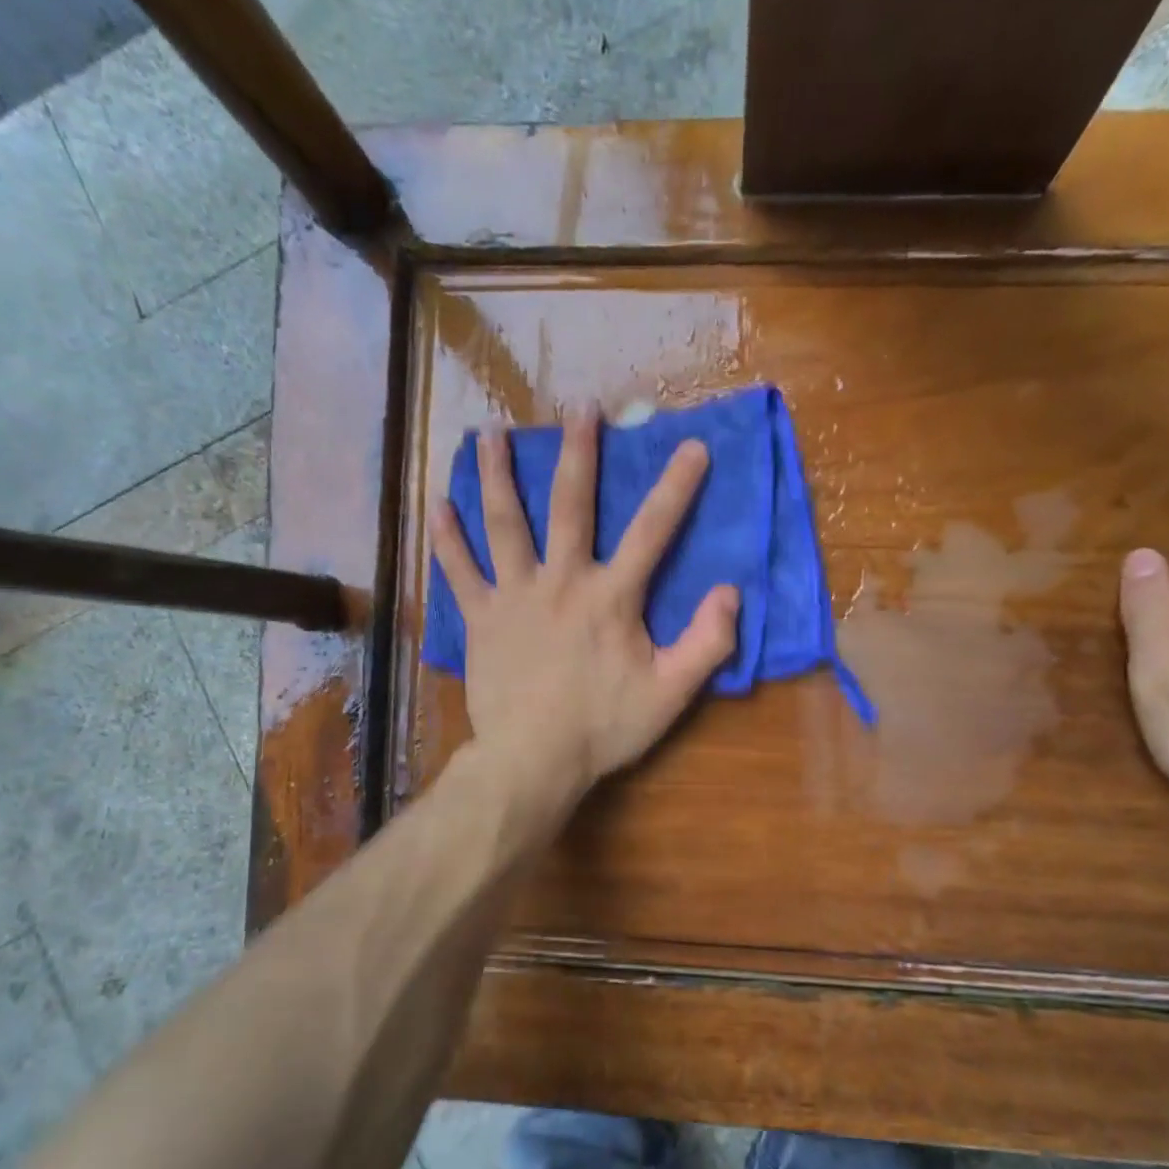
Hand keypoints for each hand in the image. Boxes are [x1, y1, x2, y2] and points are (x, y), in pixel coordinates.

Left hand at [431, 408, 739, 796]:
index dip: (676, 487)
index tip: (692, 446)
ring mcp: (514, 595)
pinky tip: (437, 504)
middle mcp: (561, 581)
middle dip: (580, 453)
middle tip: (581, 408)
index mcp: (611, 597)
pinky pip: (459, 571)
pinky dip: (447, 538)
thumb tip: (731, 592)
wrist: (532, 760)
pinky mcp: (479, 618)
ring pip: (504, 523)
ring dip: (499, 475)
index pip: (652, 531)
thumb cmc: (603, 728)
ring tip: (490, 433)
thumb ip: (707, 643)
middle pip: (571, 505)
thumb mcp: (671, 693)